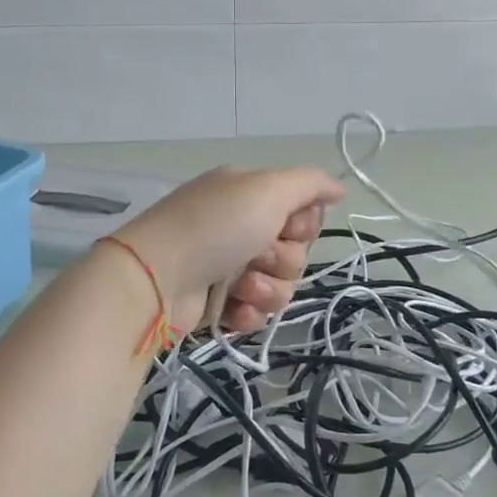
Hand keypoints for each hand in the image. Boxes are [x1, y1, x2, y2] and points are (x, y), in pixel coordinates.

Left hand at [114, 165, 346, 334]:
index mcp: (250, 194)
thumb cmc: (215, 226)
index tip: (287, 226)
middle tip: (255, 256)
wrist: (156, 280)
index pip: (303, 212)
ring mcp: (228, 265)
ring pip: (280, 285)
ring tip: (238, 286)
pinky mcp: (218, 302)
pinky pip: (256, 311)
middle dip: (282, 260)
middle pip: (295, 252)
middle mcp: (241, 226)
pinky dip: (248, 312)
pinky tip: (231, 308)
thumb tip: (339, 188)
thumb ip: (310, 183)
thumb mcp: (267, 188)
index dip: (303, 225)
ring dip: (266, 289)